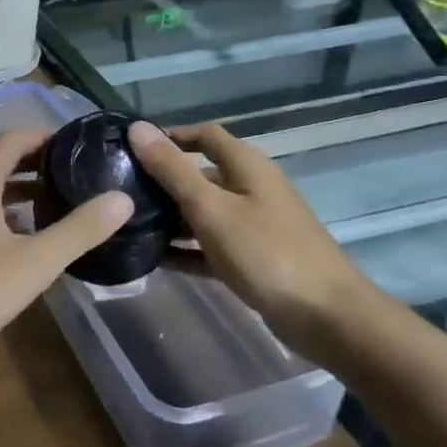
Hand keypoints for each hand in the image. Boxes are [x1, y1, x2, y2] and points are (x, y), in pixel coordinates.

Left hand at [0, 130, 132, 376]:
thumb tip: (122, 198)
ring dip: (18, 192)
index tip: (80, 146)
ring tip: (57, 205)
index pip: (12, 139)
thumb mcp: (35, 262)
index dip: (46, 137)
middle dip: (36, 165)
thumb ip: (80, 229)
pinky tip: (22, 240)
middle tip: (77, 176)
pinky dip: (0, 214)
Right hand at [129, 121, 377, 355]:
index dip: (170, 136)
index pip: (204, 136)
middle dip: (162, 181)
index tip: (131, 148)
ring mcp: (253, 225)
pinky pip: (210, 246)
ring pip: (203, 213)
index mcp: (246, 166)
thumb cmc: (266, 252)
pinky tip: (154, 258)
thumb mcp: (210, 208)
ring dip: (170, 218)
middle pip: (200, 175)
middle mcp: (251, 189)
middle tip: (120, 192)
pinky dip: (185, 249)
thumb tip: (137, 128)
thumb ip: (172, 169)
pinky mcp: (252, 258)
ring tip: (129, 225)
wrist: (326, 317)